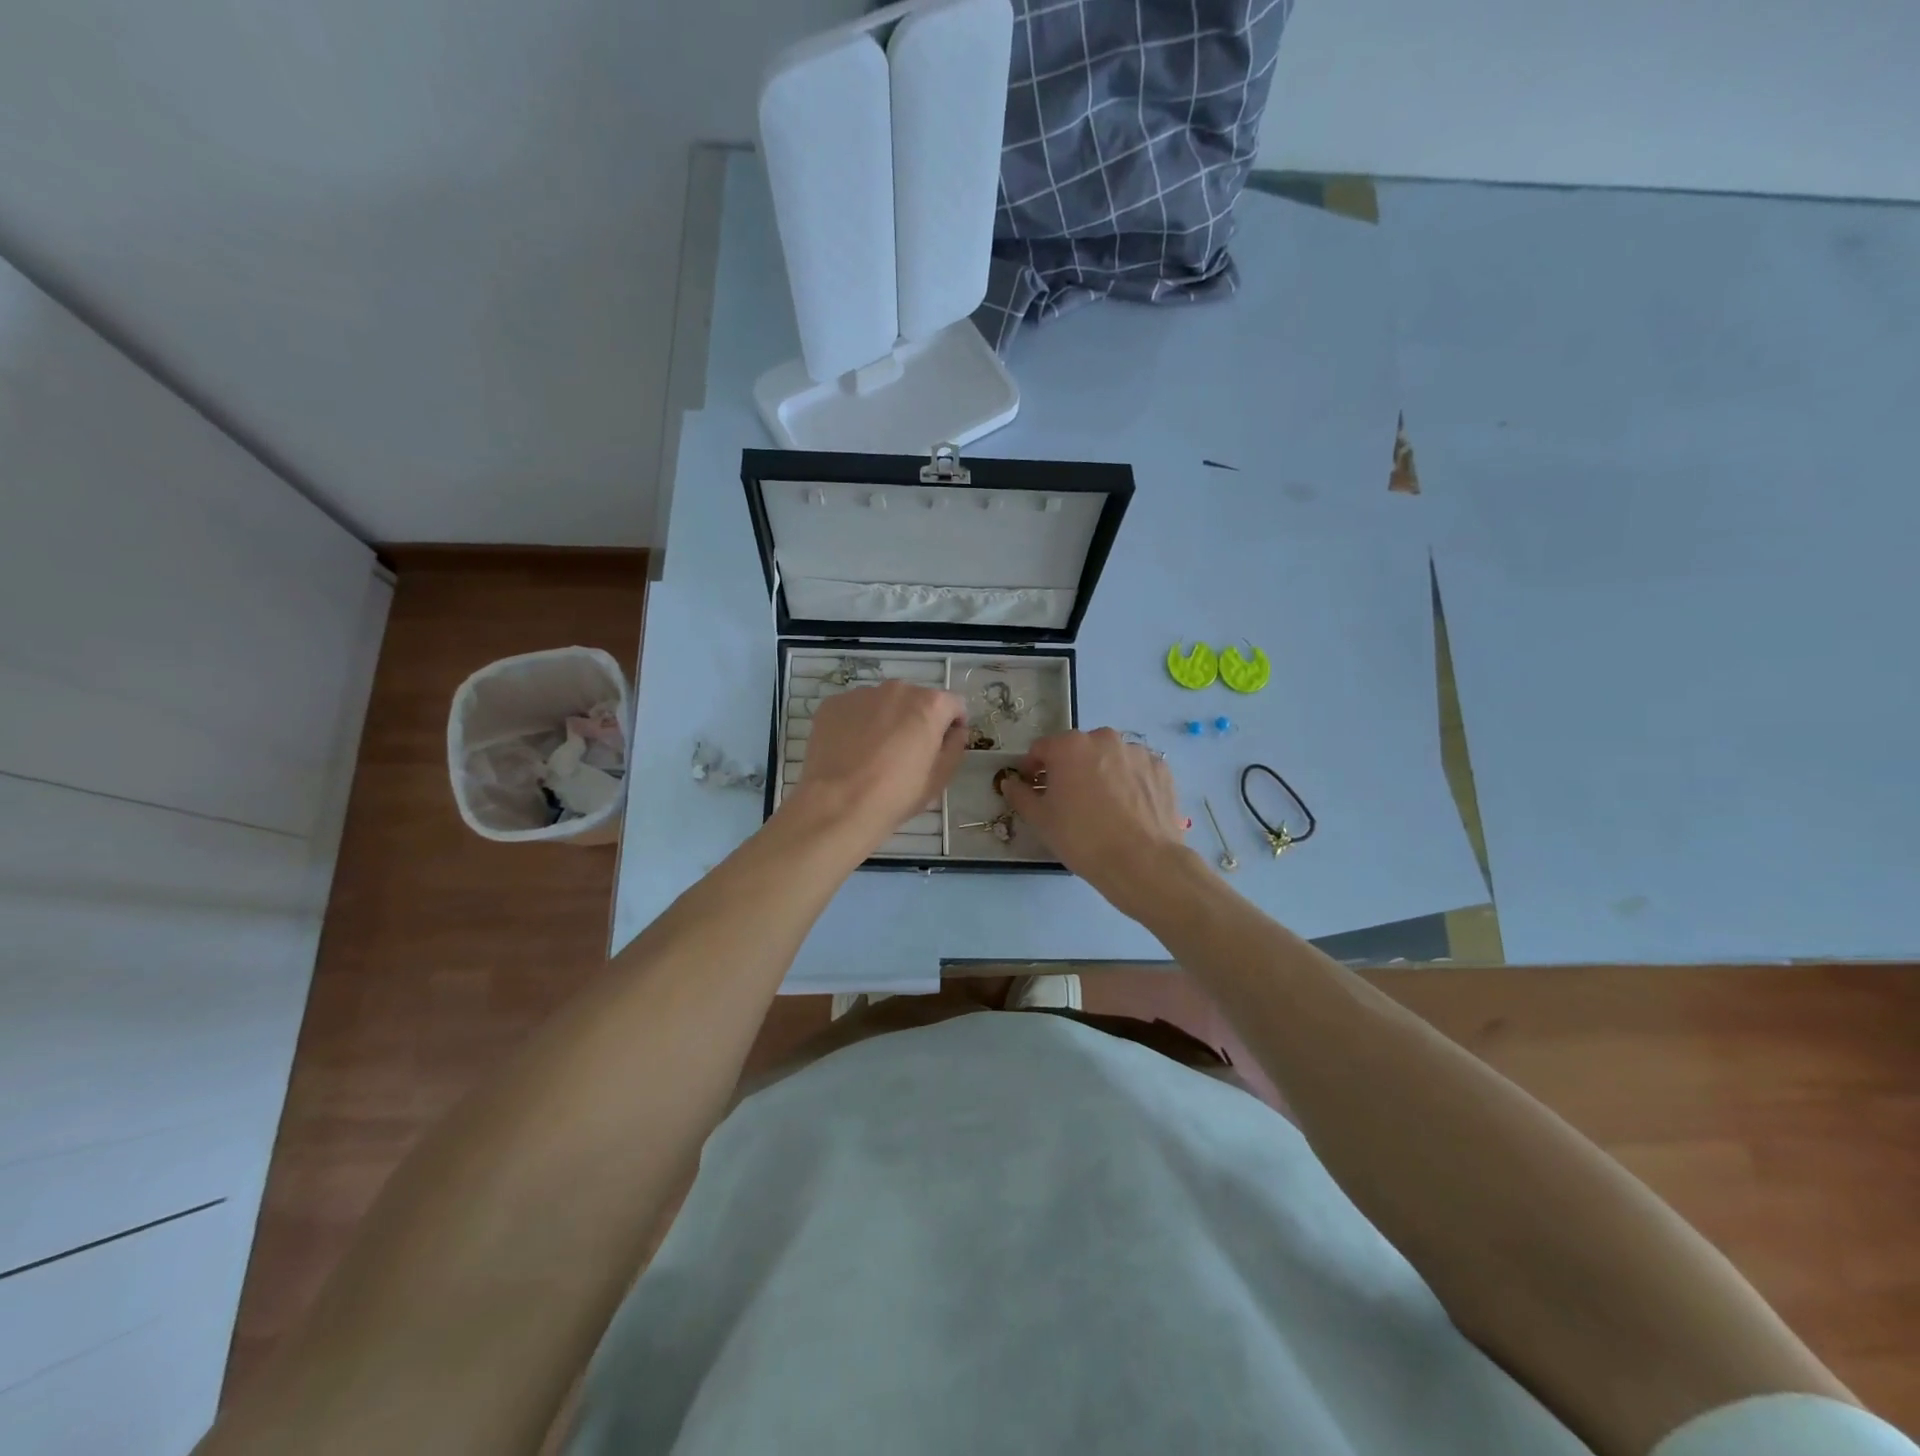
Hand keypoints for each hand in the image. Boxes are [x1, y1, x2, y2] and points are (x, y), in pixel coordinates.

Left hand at [786, 680, 965, 851]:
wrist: (838, 805)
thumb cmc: (896, 795)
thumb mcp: (940, 778)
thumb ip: (955, 746)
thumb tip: (954, 731)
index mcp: (930, 704)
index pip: (953, 704)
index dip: (952, 724)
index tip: (943, 745)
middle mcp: (897, 689)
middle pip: (916, 699)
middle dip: (916, 719)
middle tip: (906, 752)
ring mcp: (861, 694)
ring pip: (883, 702)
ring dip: (886, 719)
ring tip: (874, 753)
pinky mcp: (833, 704)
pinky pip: (854, 709)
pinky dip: (857, 724)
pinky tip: (850, 751)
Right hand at [999, 729, 1197, 919]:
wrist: (1142, 862)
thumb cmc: (1082, 838)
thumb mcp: (1040, 820)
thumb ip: (1020, 795)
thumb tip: (1011, 782)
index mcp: (1069, 746)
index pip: (1041, 749)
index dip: (1033, 769)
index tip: (1034, 789)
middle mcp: (1104, 739)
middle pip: (1077, 749)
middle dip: (1069, 769)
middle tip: (1069, 800)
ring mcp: (1136, 751)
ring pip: (1109, 758)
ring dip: (1100, 773)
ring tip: (1103, 807)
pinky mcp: (1161, 768)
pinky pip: (1135, 769)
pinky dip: (1128, 782)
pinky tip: (1128, 809)